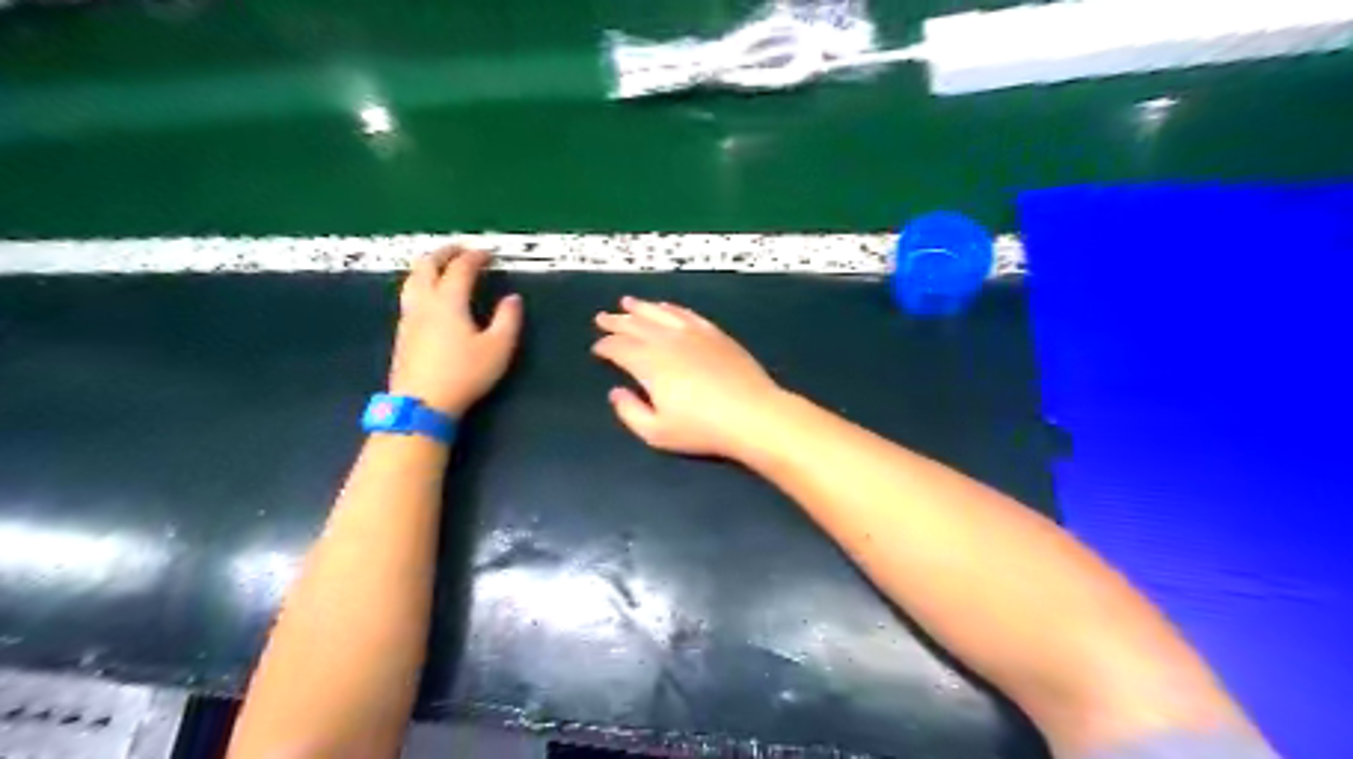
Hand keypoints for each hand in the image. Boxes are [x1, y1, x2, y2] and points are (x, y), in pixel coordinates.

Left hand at [391, 246, 521, 416]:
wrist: (422, 403)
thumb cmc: (464, 374)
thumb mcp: (498, 348)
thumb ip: (508, 320)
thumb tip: (512, 299)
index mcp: (449, 302)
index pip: (460, 269)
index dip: (475, 257)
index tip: (489, 254)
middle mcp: (424, 303)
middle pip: (427, 266)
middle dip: (444, 253)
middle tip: (460, 250)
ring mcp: (409, 318)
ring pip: (412, 280)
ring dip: (428, 266)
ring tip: (441, 267)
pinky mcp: (402, 334)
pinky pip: (409, 296)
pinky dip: (421, 284)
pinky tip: (429, 297)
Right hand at [596, 296, 788, 460]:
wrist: (752, 415)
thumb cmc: (702, 429)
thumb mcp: (657, 433)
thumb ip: (630, 412)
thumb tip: (616, 392)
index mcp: (649, 364)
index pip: (619, 348)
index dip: (605, 346)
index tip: (597, 348)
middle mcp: (667, 341)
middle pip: (636, 325)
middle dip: (617, 321)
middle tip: (602, 317)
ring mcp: (693, 333)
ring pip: (660, 313)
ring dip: (641, 307)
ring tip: (627, 302)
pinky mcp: (715, 333)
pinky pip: (686, 314)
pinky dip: (671, 309)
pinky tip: (666, 308)